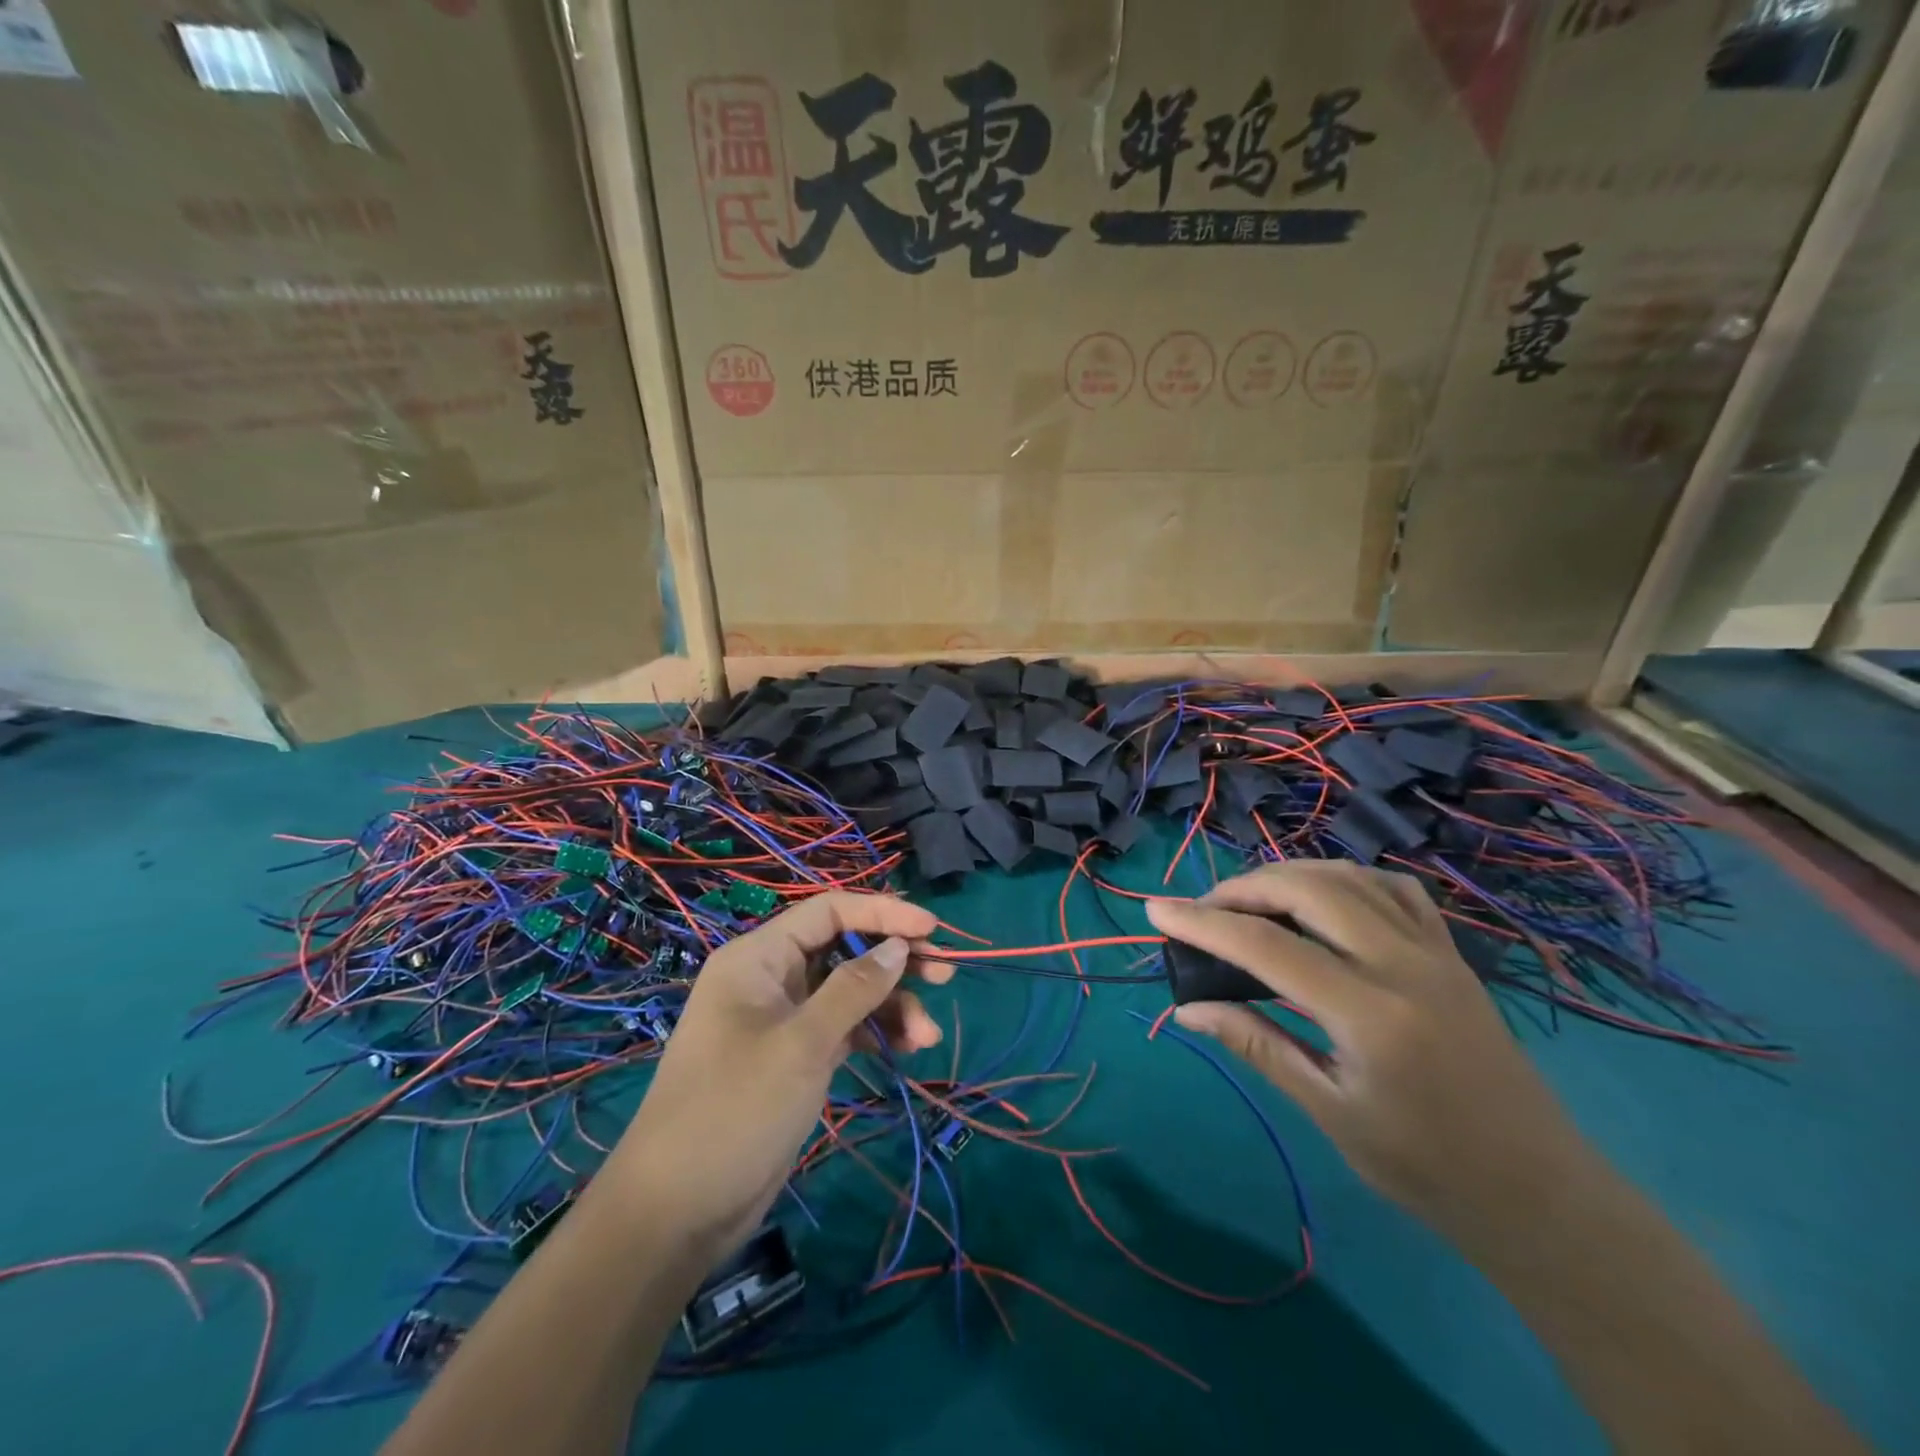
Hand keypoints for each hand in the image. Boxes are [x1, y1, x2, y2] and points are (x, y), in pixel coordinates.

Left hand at [601, 892, 951, 1259]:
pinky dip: (876, 1033)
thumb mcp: (802, 1044)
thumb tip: (899, 945)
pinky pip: (845, 1028)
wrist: (677, 1211)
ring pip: (850, 991)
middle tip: (945, 973)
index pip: (829, 912)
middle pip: (844, 948)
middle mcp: (772, 978)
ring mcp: (784, 1019)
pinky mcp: (796, 1057)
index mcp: (759, 957)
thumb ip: (855, 989)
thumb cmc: (735, 1110)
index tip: (932, 927)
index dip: (883, 912)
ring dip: (892, 1005)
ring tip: (928, 1034)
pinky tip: (908, 1048)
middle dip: (894, 958)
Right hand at [1148, 862, 1588, 1236]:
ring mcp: (1434, 952)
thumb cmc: (1425, 1167)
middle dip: (1242, 888)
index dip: (1203, 923)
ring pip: (1349, 877)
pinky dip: (1344, 879)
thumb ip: (1257, 1044)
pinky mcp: (1451, 953)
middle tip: (1203, 911)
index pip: (1266, 947)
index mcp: (1370, 1014)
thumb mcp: (1329, 1111)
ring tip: (1250, 900)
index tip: (1155, 910)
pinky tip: (1322, 898)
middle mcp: (1404, 965)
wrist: (1538, 1192)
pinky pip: (1393, 890)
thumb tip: (1189, 1008)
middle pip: (1307, 889)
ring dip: (1288, 875)